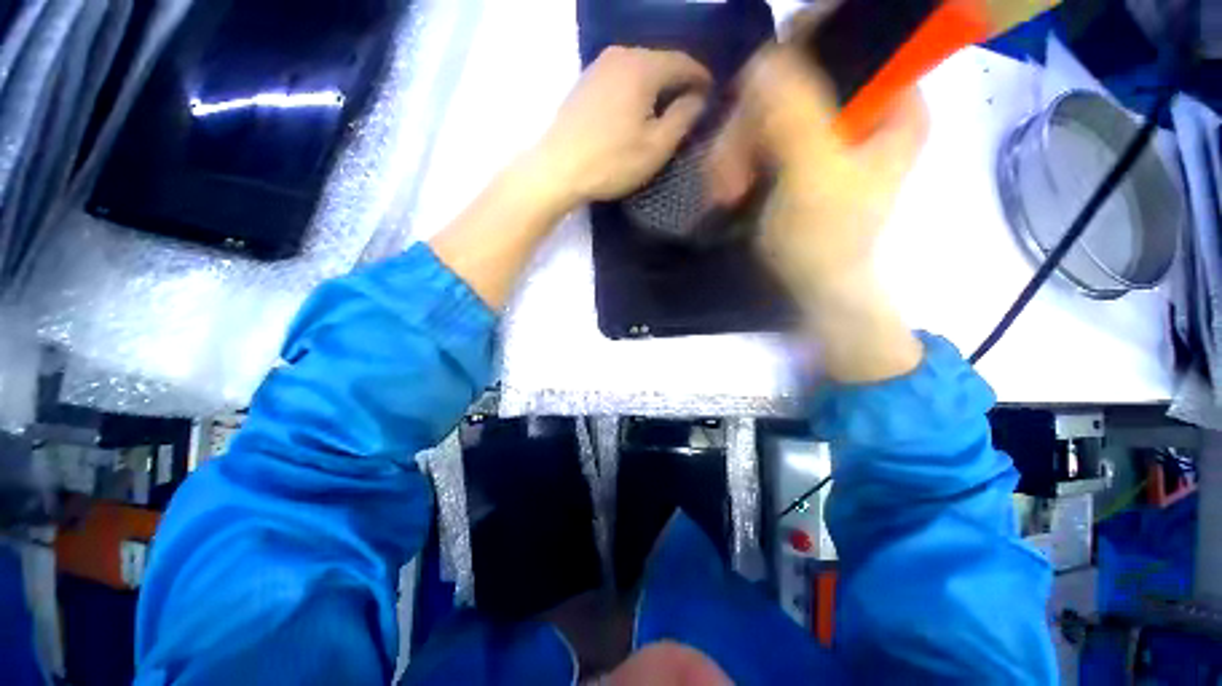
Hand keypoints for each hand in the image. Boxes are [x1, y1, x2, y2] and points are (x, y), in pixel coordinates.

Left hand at [530, 46, 711, 208]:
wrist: (557, 169)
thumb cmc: (611, 162)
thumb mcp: (656, 147)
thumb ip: (683, 118)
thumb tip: (698, 99)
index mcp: (643, 67)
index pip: (683, 62)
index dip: (701, 78)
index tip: (711, 96)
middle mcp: (621, 55)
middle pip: (660, 62)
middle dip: (678, 82)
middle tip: (690, 106)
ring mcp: (598, 67)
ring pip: (639, 70)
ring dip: (656, 88)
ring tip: (665, 111)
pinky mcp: (585, 82)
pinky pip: (620, 79)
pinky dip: (635, 91)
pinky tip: (636, 111)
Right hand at [708, 46, 927, 303]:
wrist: (814, 286)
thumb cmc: (823, 239)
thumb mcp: (813, 177)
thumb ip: (794, 115)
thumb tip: (763, 57)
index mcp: (893, 102)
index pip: (852, 38)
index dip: (800, 48)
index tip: (755, 86)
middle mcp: (863, 107)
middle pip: (798, 75)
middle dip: (752, 120)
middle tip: (729, 164)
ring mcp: (827, 132)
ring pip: (771, 107)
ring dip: (737, 146)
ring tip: (724, 189)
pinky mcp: (798, 155)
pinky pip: (761, 135)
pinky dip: (739, 159)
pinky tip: (727, 186)